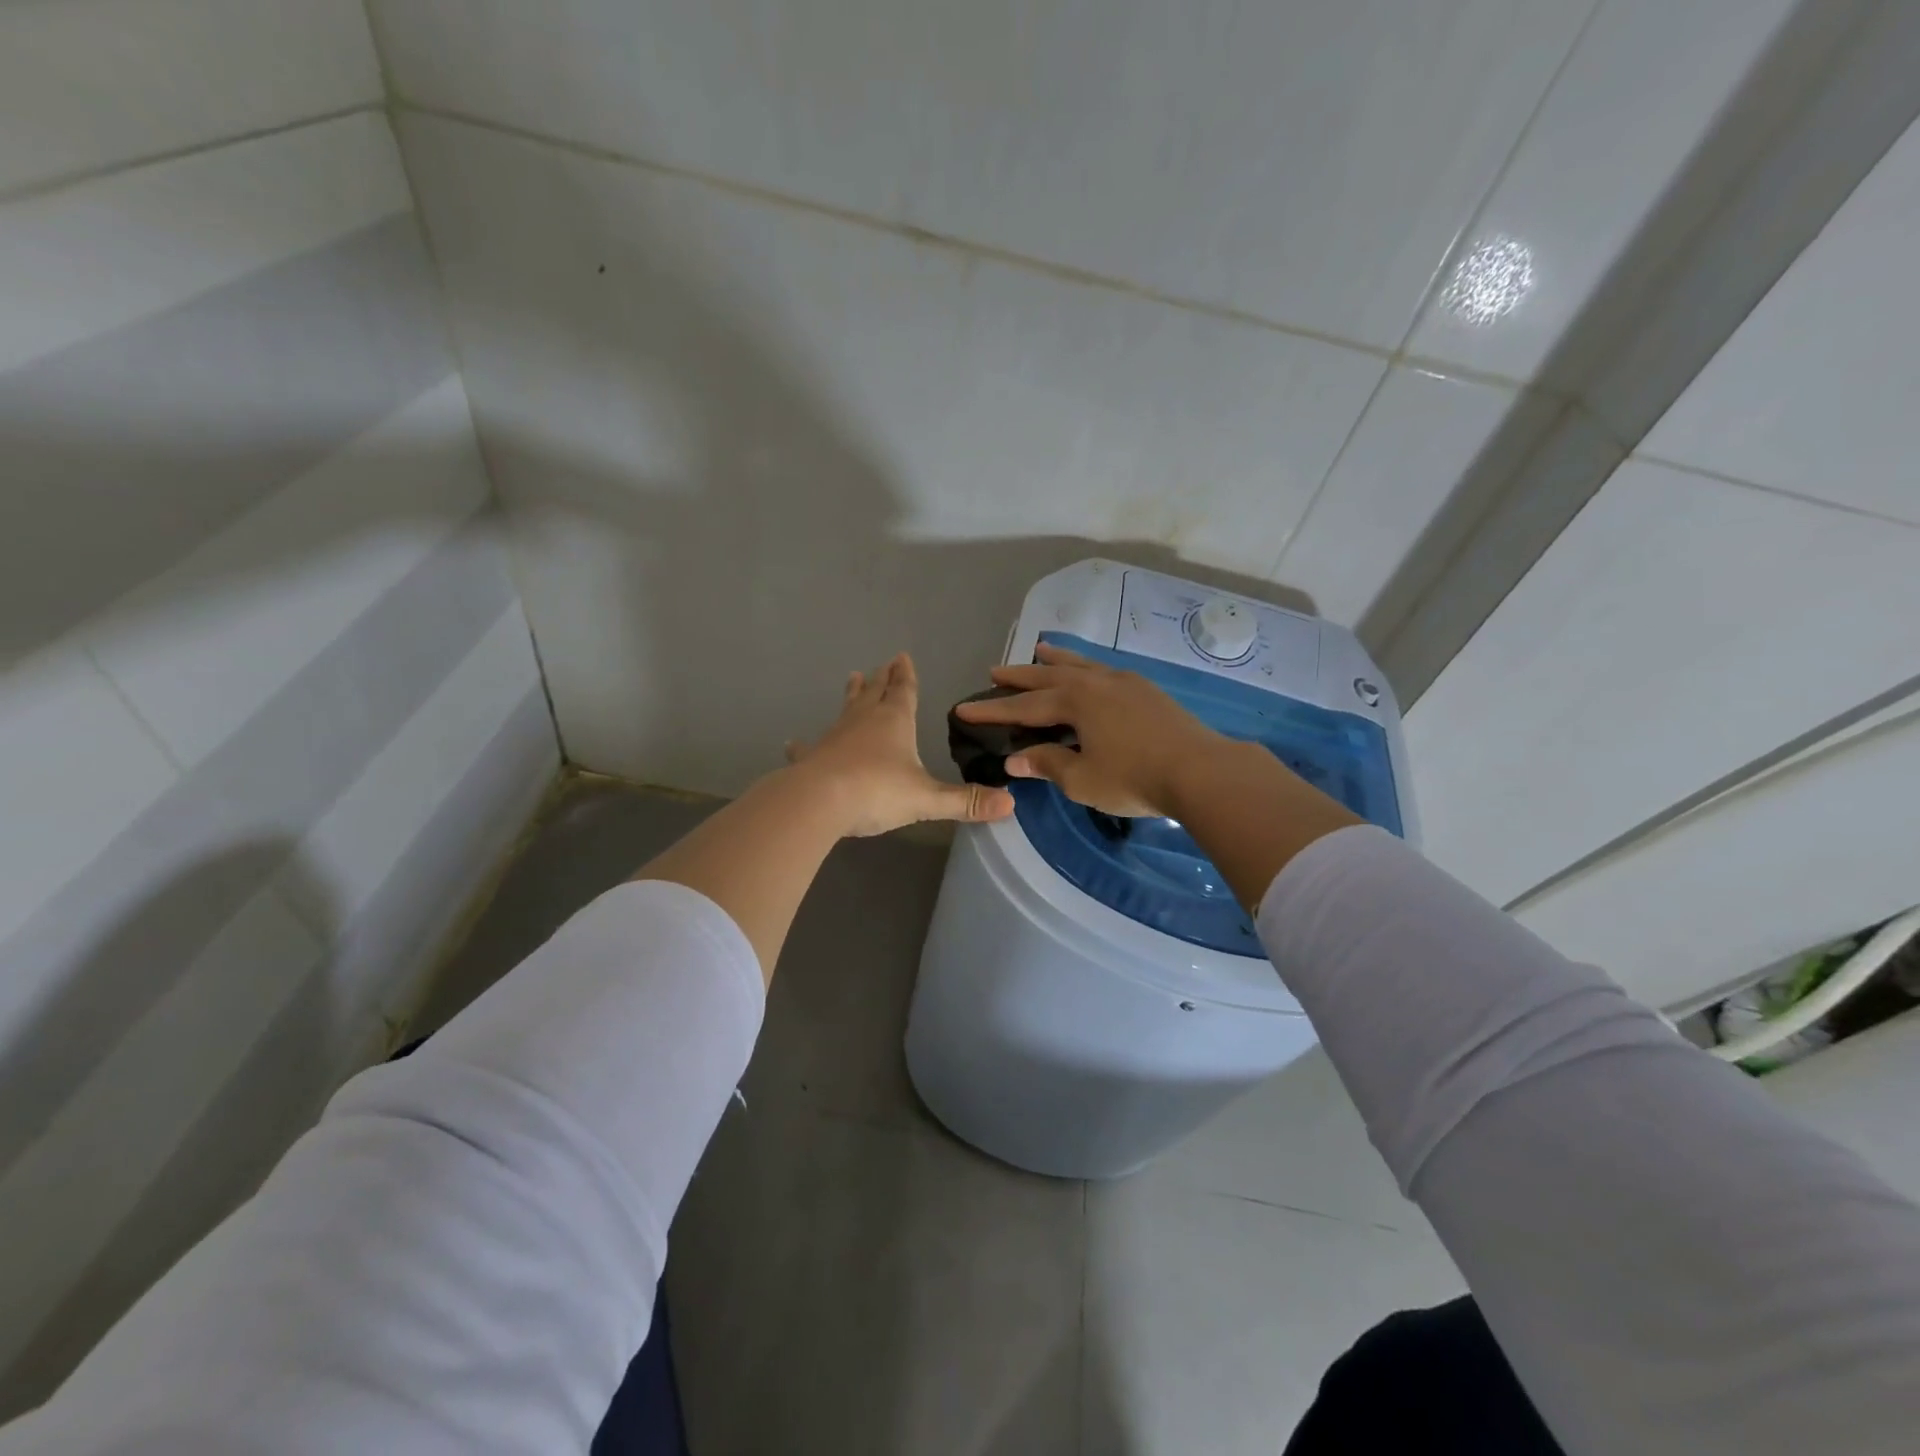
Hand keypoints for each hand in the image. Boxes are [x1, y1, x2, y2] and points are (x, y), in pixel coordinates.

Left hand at [785, 653, 1014, 836]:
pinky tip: (793, 743)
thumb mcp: (927, 799)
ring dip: (851, 696)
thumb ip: (966, 801)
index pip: (903, 691)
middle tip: (882, 664)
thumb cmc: (877, 791)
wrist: (819, 801)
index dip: (905, 675)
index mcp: (894, 722)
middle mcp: (863, 721)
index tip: (902, 656)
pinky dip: (803, 745)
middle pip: (874, 693)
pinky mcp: (811, 758)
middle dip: (881, 678)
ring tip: (852, 678)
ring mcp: (834, 737)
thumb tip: (1010, 803)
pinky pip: (808, 748)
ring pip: (845, 710)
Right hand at [953, 642, 1228, 816]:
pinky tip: (1088, 672)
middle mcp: (1095, 682)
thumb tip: (1015, 760)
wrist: (1201, 770)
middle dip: (1019, 676)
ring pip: (1080, 665)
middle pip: (1048, 676)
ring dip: (1055, 660)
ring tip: (1039, 651)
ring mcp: (1124, 682)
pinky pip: (1102, 669)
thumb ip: (1047, 764)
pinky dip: (1084, 666)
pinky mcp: (1146, 690)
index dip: (992, 710)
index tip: (963, 708)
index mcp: (1075, 702)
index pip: (1023, 706)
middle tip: (994, 671)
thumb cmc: (1135, 777)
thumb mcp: (1082, 779)